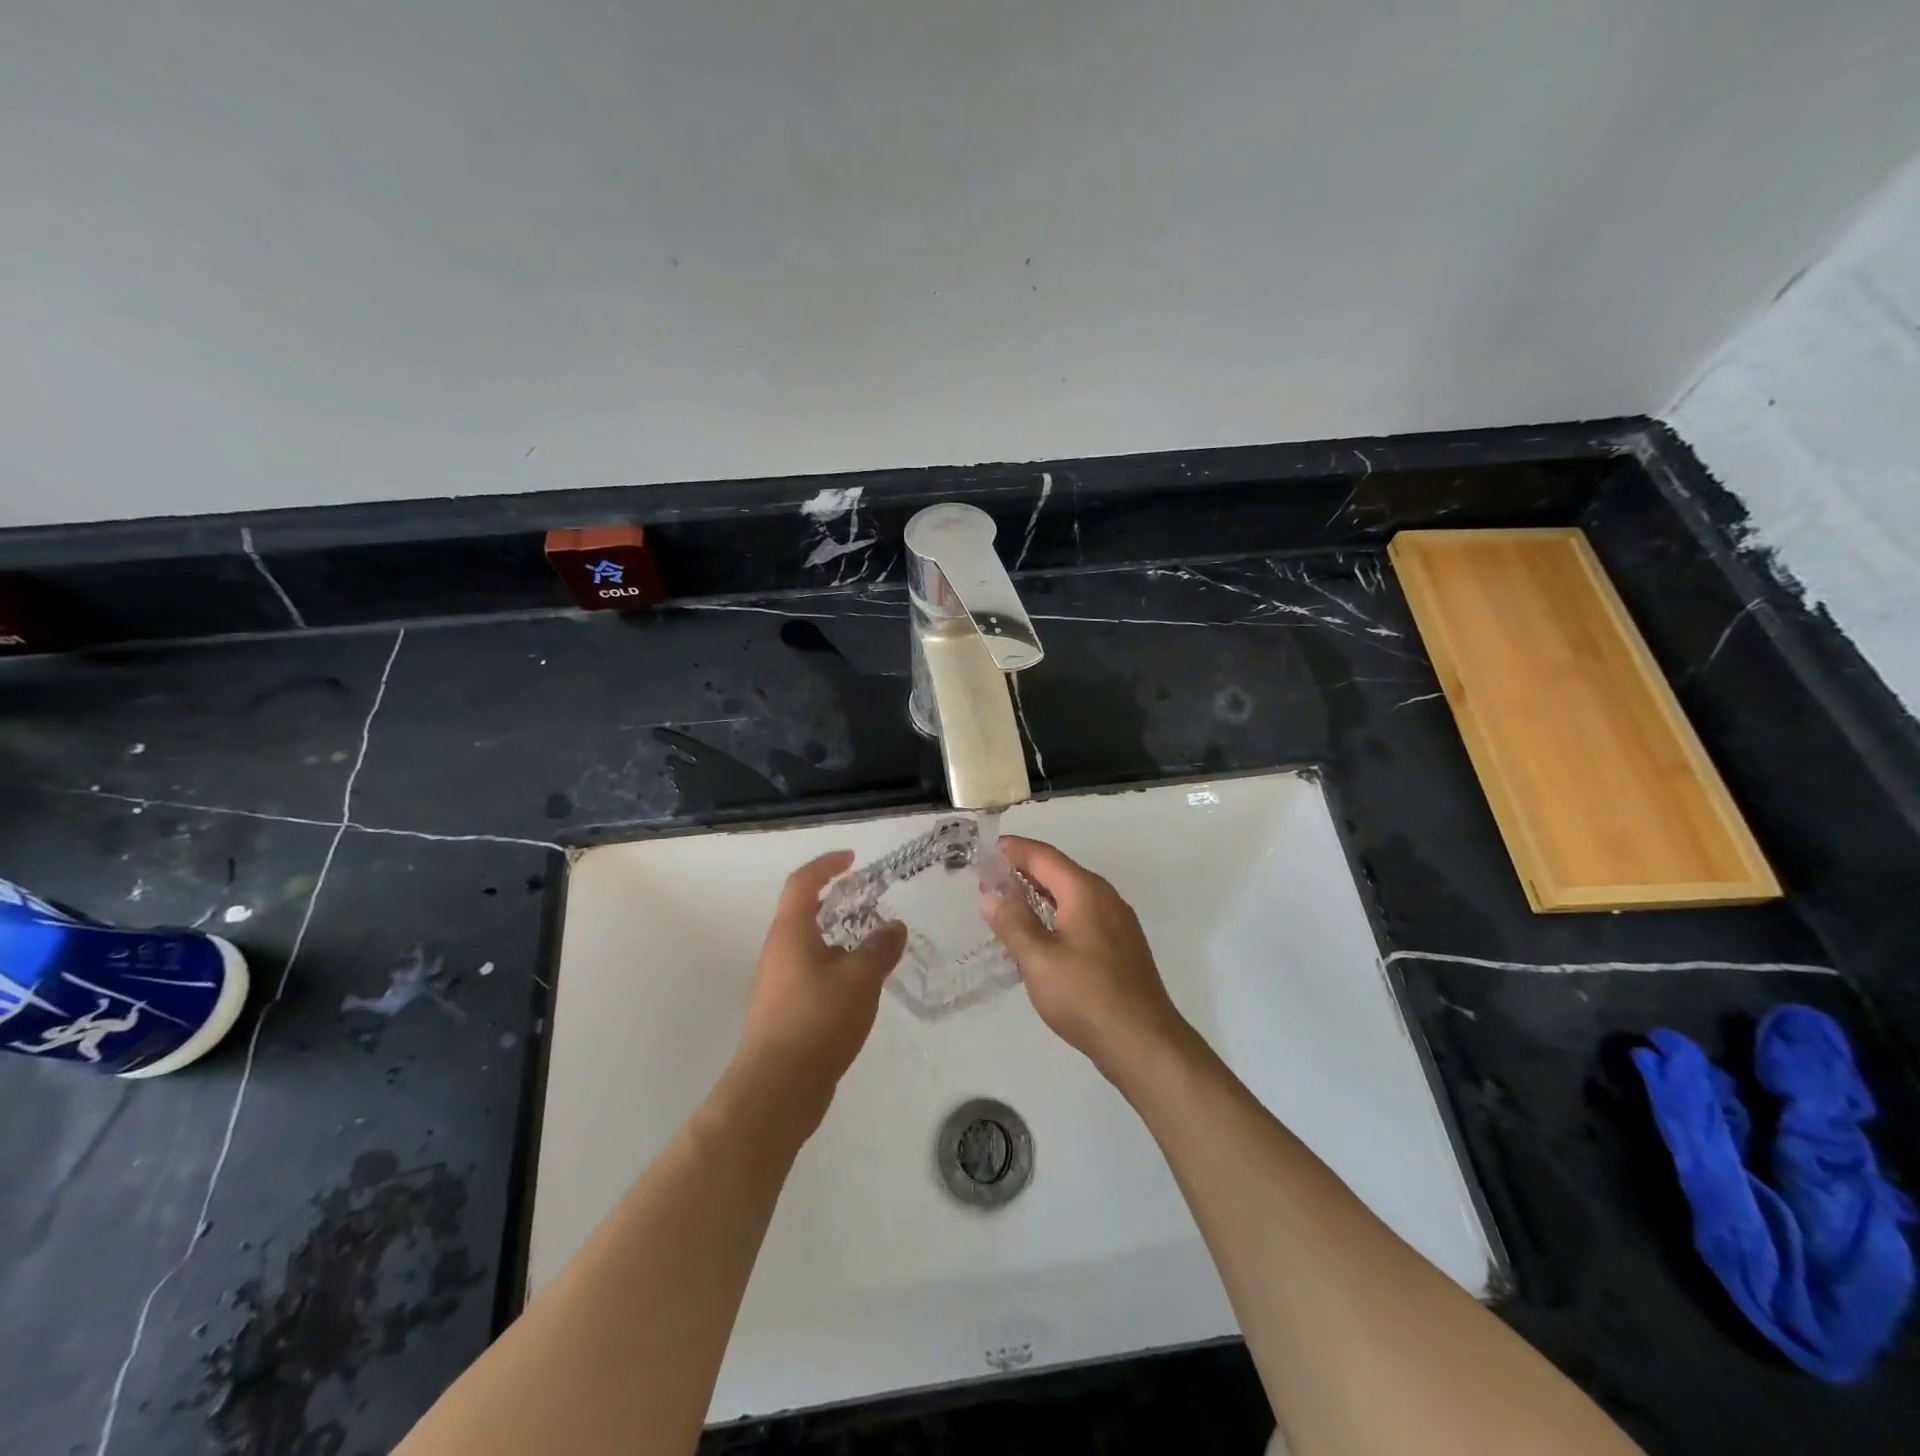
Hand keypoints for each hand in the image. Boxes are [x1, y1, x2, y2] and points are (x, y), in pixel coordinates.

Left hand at [733, 851, 906, 1116]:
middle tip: (868, 900)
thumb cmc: (818, 1019)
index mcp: (790, 932)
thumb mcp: (861, 977)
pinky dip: (836, 966)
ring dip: (838, 936)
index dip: (826, 864)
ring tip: (872, 944)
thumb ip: (880, 947)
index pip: (803, 882)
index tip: (852, 858)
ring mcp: (778, 983)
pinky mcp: (784, 1011)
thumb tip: (894, 927)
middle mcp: (778, 951)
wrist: (778, 1087)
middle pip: (803, 912)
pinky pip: (812, 973)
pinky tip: (860, 986)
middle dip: (835, 901)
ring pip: (809, 945)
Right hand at [981, 837, 1190, 1079]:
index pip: (1043, 856)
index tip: (985, 849)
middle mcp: (1105, 898)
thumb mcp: (1038, 959)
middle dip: (1023, 872)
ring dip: (1038, 895)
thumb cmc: (1086, 996)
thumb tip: (991, 893)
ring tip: (1006, 906)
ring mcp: (1117, 923)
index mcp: (1085, 891)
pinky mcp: (1120, 947)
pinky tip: (1038, 936)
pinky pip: (1081, 916)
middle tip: (988, 880)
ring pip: (1070, 896)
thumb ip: (1012, 923)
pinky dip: (1055, 915)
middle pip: (1058, 872)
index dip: (1014, 850)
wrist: (1143, 1042)